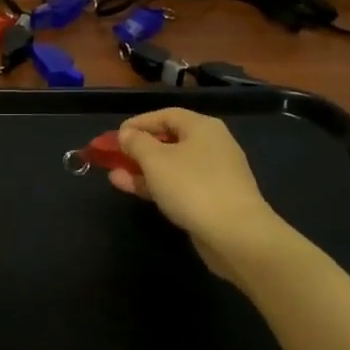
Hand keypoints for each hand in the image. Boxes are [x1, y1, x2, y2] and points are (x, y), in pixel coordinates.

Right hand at [111, 109, 280, 286]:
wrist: (236, 234)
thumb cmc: (192, 186)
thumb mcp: (156, 160)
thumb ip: (136, 143)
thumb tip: (126, 134)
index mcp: (202, 127)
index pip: (165, 115)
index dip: (138, 123)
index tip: (115, 136)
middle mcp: (211, 145)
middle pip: (168, 140)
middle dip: (138, 149)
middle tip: (113, 157)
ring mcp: (214, 174)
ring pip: (172, 165)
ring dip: (143, 169)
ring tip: (114, 176)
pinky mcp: (213, 199)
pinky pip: (179, 185)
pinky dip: (157, 185)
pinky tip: (134, 190)